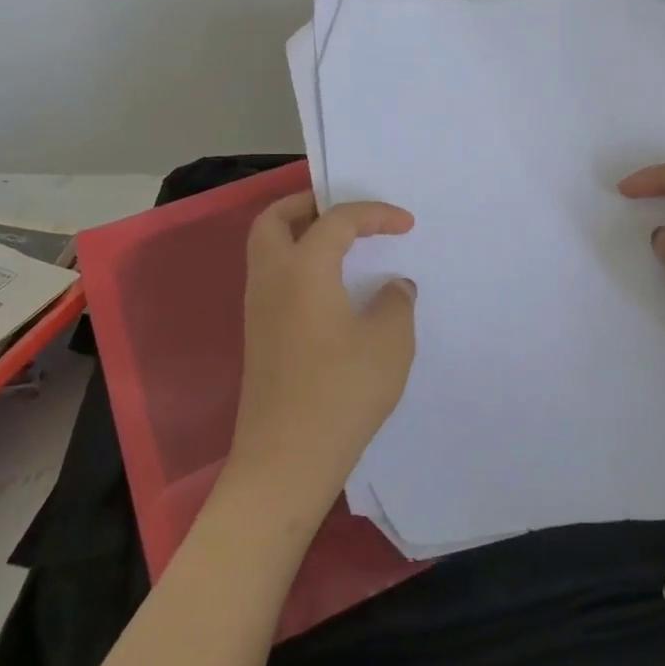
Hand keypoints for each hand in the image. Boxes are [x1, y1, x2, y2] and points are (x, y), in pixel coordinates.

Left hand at [226, 192, 417, 524]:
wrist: (286, 461)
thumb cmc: (341, 393)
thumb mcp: (389, 343)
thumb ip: (396, 303)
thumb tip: (393, 286)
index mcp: (302, 269)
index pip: (336, 220)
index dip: (374, 214)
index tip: (406, 224)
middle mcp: (271, 279)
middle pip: (274, 220)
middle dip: (308, 204)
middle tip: (346, 211)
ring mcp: (258, 310)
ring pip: (269, 250)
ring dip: (300, 235)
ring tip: (343, 246)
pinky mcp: (259, 338)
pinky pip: (274, 278)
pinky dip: (298, 265)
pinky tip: (332, 289)